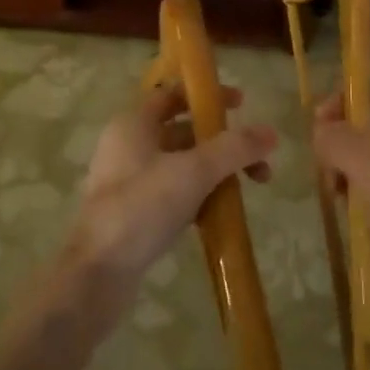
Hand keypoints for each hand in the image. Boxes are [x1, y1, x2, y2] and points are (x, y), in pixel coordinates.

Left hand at [62, 84, 277, 322]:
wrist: (98, 274)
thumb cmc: (141, 208)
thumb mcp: (193, 172)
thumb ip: (233, 149)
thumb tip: (271, 132)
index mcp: (133, 124)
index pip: (173, 95)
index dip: (208, 96)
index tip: (243, 104)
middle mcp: (128, 146)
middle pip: (183, 131)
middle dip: (223, 142)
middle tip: (258, 159)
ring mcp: (129, 182)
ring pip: (181, 165)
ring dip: (216, 171)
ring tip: (251, 189)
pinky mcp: (134, 213)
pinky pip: (174, 193)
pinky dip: (199, 195)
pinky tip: (222, 213)